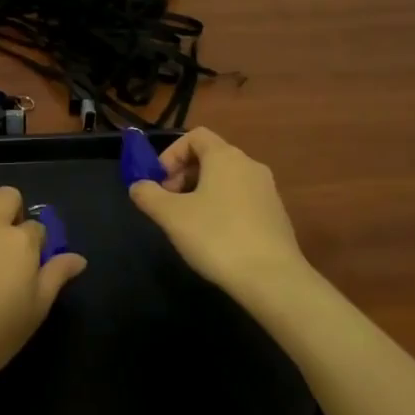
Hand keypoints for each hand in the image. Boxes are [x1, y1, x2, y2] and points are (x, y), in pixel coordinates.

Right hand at [129, 129, 312, 311]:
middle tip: (169, 203)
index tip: (159, 181)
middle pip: (211, 157)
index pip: (195, 136)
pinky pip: (242, 199)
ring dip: (202, 192)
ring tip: (189, 223)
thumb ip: (148, 195)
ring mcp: (267, 190)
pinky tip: (215, 238)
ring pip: (226, 180)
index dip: (171, 154)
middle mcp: (250, 165)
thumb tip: (138, 185)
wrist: (273, 279)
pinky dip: (223, 207)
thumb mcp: (171, 216)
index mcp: (225, 157)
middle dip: (184, 174)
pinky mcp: (276, 215)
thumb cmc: (216, 237)